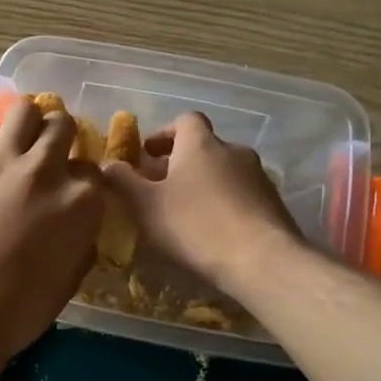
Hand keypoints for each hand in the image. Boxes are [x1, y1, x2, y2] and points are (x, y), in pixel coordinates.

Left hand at [0, 99, 103, 361]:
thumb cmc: (21, 307)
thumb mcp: (72, 276)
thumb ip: (81, 236)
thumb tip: (77, 218)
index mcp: (82, 201)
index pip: (91, 168)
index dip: (81, 178)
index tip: (69, 189)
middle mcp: (46, 170)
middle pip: (62, 125)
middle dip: (58, 137)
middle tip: (45, 155)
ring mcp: (1, 161)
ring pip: (24, 110)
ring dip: (26, 124)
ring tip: (17, 142)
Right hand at [103, 112, 301, 294]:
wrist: (263, 261)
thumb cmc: (195, 226)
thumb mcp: (145, 206)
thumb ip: (122, 181)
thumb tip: (107, 164)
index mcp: (200, 143)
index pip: (185, 120)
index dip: (165, 133)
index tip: (148, 154)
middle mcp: (233, 150)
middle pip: (204, 146)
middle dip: (181, 162)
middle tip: (160, 188)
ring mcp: (258, 176)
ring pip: (224, 171)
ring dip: (205, 183)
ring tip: (186, 212)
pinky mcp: (274, 203)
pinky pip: (242, 194)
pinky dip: (225, 203)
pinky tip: (214, 230)